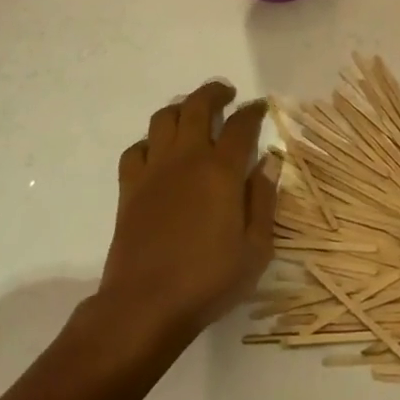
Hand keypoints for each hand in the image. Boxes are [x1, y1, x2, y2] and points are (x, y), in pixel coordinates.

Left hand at [96, 81, 275, 348]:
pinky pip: (135, 149)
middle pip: (198, 106)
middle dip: (215, 93)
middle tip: (227, 95)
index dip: (253, 111)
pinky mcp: (129, 188)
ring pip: (164, 118)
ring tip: (193, 114)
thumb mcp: (255, 249)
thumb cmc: (208, 280)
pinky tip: (158, 152)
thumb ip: (264, 200)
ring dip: (181, 109)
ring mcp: (154, 170)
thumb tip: (270, 161)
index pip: (241, 124)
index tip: (260, 108)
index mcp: (222, 170)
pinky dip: (149, 142)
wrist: (144, 306)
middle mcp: (187, 158)